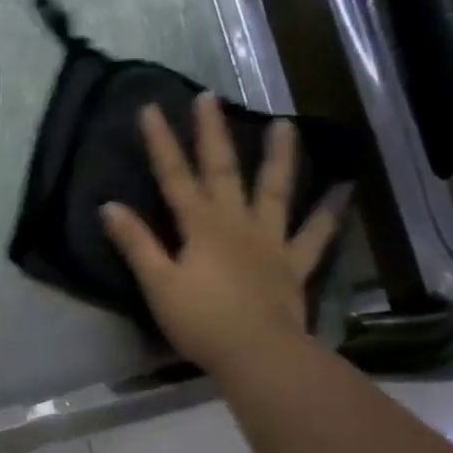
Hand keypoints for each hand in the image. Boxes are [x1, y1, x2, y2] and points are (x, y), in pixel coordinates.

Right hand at [101, 94, 345, 374]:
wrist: (258, 354)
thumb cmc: (201, 321)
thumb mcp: (158, 284)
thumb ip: (136, 244)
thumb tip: (108, 206)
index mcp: (200, 226)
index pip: (174, 176)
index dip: (161, 143)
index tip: (151, 108)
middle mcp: (236, 223)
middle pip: (222, 170)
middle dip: (212, 133)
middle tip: (209, 98)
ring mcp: (270, 241)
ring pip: (275, 191)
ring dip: (278, 157)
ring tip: (285, 125)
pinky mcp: (293, 264)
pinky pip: (315, 234)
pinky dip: (329, 213)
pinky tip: (343, 191)